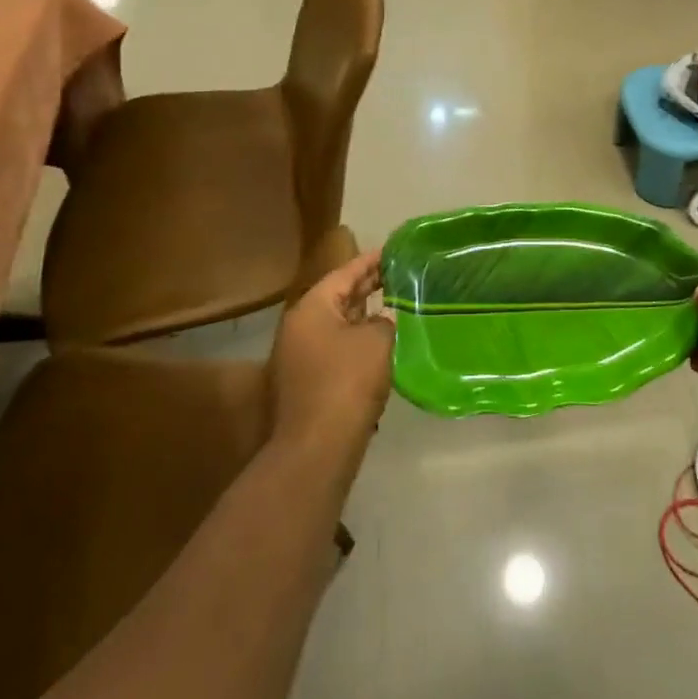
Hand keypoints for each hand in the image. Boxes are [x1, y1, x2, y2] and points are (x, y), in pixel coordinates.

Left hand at [270, 248, 394, 451]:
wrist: (316, 448)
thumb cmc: (347, 382)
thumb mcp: (377, 341)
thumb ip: (384, 320)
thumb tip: (384, 317)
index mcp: (312, 308)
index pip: (345, 273)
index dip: (371, 261)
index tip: (392, 250)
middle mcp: (299, 327)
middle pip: (338, 297)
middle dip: (367, 286)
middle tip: (398, 274)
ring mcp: (299, 356)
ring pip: (337, 324)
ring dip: (363, 315)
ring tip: (394, 304)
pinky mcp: (307, 382)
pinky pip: (336, 348)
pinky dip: (357, 340)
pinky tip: (381, 344)